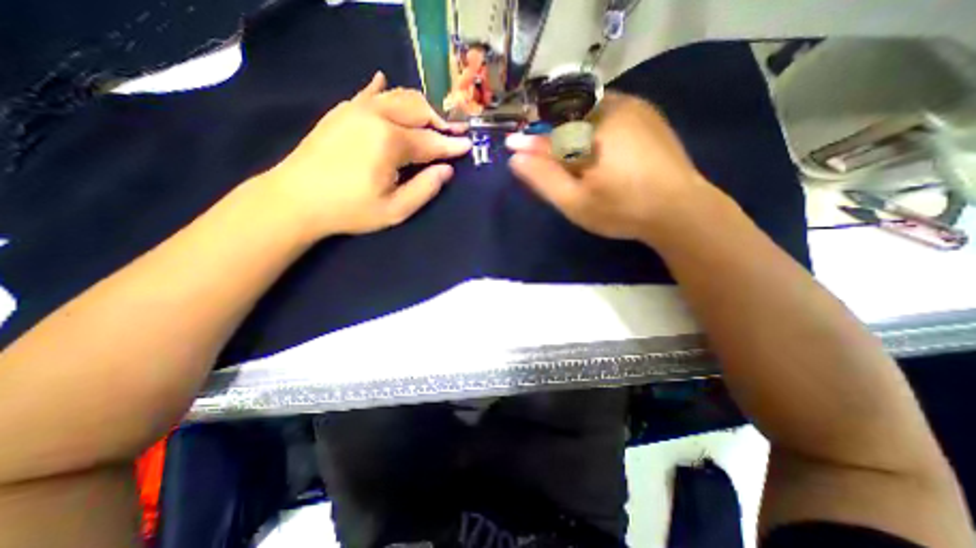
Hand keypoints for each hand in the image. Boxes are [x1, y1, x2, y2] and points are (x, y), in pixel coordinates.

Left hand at [261, 71, 470, 238]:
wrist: (295, 199)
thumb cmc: (349, 209)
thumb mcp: (395, 210)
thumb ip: (425, 188)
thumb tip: (447, 169)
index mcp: (390, 141)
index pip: (431, 142)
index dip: (452, 146)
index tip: (469, 145)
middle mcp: (376, 116)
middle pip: (418, 110)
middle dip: (441, 121)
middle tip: (456, 132)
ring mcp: (356, 109)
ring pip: (398, 97)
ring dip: (420, 107)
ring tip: (432, 120)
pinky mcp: (342, 111)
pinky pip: (368, 93)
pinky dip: (383, 89)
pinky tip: (385, 82)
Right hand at [508, 92, 718, 243]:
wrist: (681, 211)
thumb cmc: (622, 210)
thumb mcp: (575, 202)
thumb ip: (544, 178)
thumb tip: (516, 157)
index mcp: (594, 128)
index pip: (550, 133)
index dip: (530, 142)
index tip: (513, 147)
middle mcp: (614, 107)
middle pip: (569, 117)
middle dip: (554, 137)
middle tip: (550, 162)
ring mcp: (635, 108)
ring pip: (589, 114)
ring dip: (574, 132)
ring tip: (575, 162)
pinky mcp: (648, 115)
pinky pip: (608, 114)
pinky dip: (594, 129)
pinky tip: (599, 153)